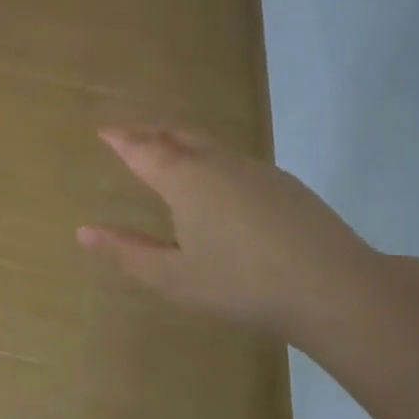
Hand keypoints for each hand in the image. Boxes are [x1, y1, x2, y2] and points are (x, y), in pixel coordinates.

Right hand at [77, 126, 381, 345]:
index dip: (121, 139)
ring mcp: (256, 170)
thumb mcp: (173, 279)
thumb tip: (84, 232)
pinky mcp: (286, 184)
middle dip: (150, 132)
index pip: (143, 149)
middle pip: (178, 135)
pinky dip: (212, 159)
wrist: (334, 288)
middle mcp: (218, 164)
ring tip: (170, 152)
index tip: (104, 131)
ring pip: (210, 145)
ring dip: (183, 142)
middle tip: (132, 135)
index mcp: (185, 181)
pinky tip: (220, 184)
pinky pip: (235, 160)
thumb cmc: (241, 285)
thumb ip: (128, 253)